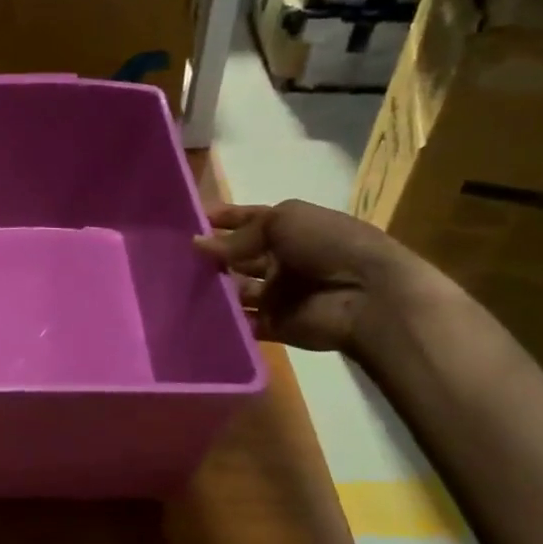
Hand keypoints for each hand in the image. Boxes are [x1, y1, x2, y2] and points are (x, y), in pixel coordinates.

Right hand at [194, 200, 412, 354]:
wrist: (369, 295)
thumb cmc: (328, 245)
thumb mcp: (283, 222)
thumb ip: (240, 235)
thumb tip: (198, 244)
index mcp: (289, 230)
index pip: (248, 221)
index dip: (222, 219)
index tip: (188, 220)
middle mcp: (281, 260)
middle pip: (238, 257)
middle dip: (210, 256)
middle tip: (173, 257)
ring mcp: (277, 294)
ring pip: (235, 290)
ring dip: (212, 288)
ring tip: (176, 285)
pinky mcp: (274, 325)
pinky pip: (242, 322)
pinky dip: (221, 320)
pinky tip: (194, 313)